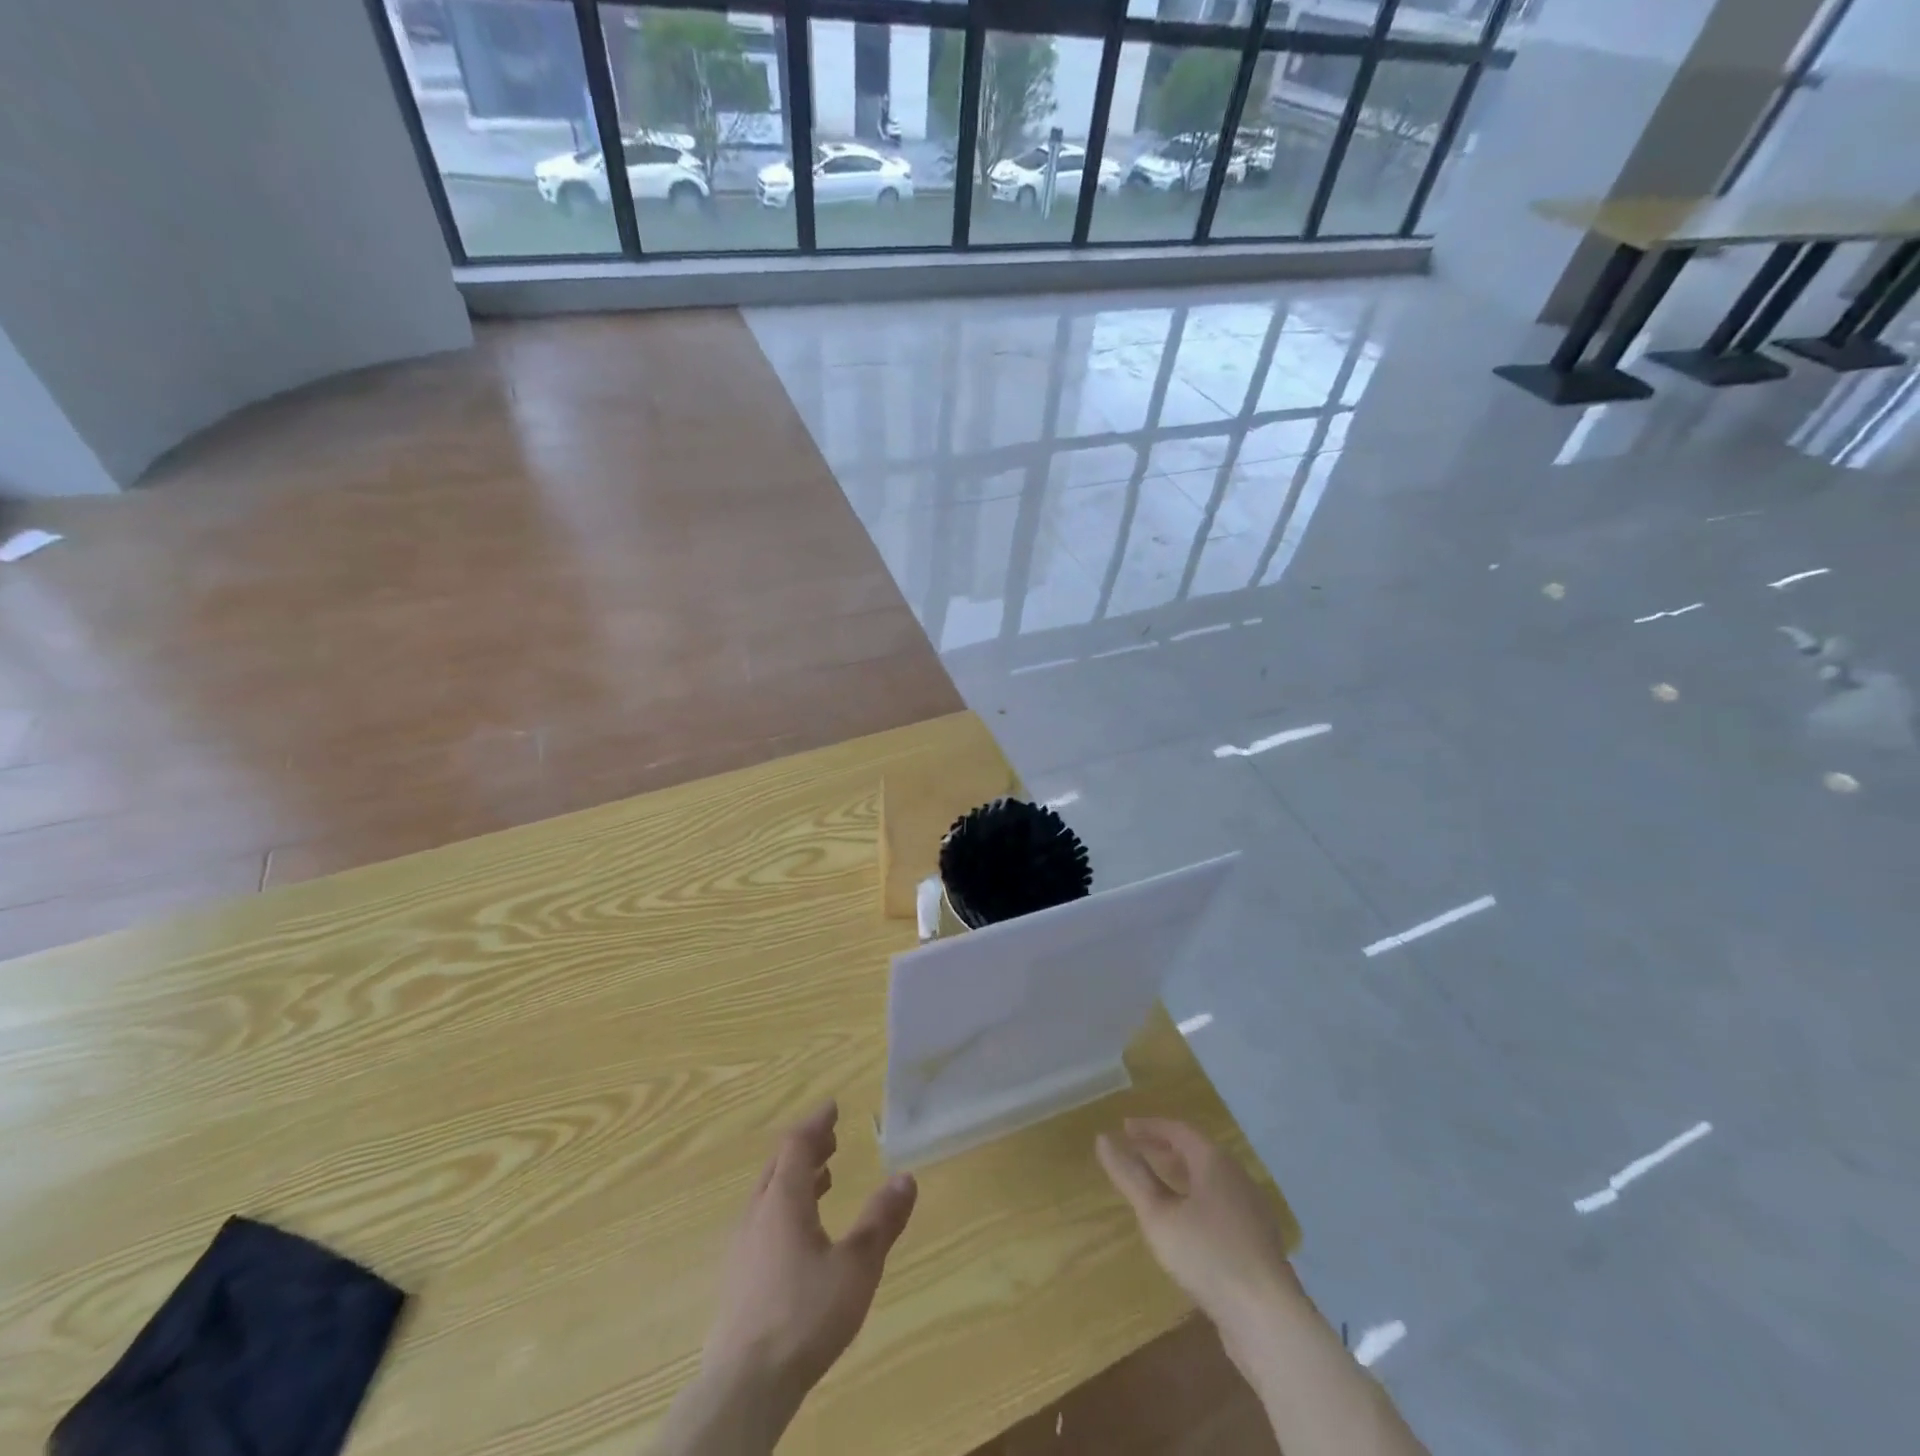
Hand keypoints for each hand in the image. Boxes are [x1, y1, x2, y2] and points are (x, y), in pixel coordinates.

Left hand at [702, 1101, 917, 1419]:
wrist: (744, 1386)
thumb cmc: (804, 1316)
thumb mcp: (856, 1266)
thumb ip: (881, 1220)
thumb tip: (906, 1177)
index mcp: (783, 1201)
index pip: (796, 1144)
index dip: (816, 1123)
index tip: (833, 1106)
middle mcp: (757, 1214)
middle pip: (779, 1165)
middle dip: (806, 1147)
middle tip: (831, 1139)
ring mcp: (742, 1247)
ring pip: (769, 1194)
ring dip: (796, 1177)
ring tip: (824, 1178)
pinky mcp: (738, 1278)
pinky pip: (763, 1220)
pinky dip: (786, 1206)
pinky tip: (802, 1234)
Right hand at [1095, 1118, 1295, 1347]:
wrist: (1269, 1321)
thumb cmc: (1208, 1256)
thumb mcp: (1158, 1216)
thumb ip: (1131, 1177)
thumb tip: (1103, 1139)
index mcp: (1215, 1162)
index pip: (1178, 1130)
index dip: (1150, 1127)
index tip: (1124, 1128)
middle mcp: (1237, 1178)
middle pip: (1197, 1151)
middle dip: (1165, 1148)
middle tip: (1137, 1150)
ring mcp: (1252, 1211)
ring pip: (1211, 1179)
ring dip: (1182, 1175)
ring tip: (1158, 1185)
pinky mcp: (1258, 1242)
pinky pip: (1221, 1204)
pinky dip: (1197, 1199)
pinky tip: (1187, 1224)